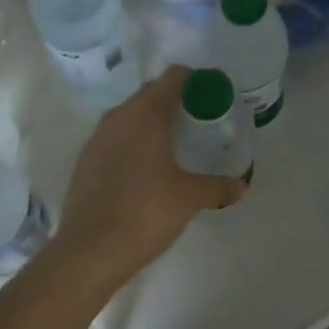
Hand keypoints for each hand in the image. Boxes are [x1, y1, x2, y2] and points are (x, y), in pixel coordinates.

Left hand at [53, 66, 247, 284]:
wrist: (88, 252)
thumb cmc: (144, 213)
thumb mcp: (189, 198)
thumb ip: (218, 187)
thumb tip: (242, 186)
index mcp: (146, 114)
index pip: (174, 77)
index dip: (196, 80)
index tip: (214, 94)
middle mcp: (119, 116)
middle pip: (152, 92)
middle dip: (176, 99)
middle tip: (201, 118)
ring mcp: (98, 137)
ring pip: (131, 114)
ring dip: (153, 120)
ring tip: (176, 142)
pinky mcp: (86, 159)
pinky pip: (116, 136)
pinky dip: (134, 140)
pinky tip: (147, 166)